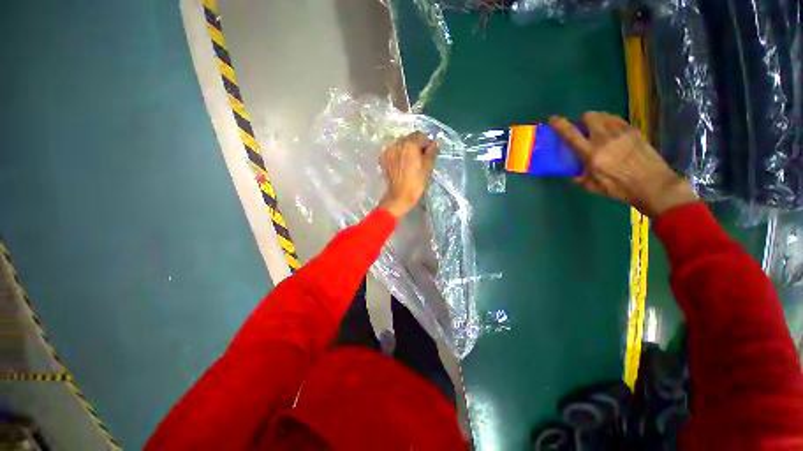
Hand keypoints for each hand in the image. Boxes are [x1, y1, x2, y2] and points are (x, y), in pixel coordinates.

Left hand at [378, 132, 437, 217]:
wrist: (400, 195)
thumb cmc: (416, 182)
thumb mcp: (428, 166)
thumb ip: (431, 152)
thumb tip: (435, 142)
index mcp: (410, 144)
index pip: (420, 136)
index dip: (426, 143)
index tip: (429, 151)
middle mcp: (397, 144)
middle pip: (409, 138)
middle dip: (415, 144)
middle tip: (420, 156)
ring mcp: (388, 151)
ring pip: (400, 144)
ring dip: (405, 149)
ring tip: (409, 160)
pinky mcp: (383, 158)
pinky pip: (392, 151)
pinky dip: (397, 154)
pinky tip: (401, 163)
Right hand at [550, 112, 697, 217]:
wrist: (652, 183)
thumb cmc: (619, 188)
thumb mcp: (592, 187)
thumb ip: (579, 178)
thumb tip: (572, 173)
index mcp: (591, 154)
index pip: (571, 134)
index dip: (560, 124)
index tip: (553, 119)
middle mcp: (604, 138)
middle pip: (589, 116)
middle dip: (582, 119)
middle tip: (582, 128)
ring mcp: (621, 132)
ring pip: (604, 115)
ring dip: (596, 119)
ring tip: (597, 129)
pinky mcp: (634, 131)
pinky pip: (617, 119)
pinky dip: (610, 122)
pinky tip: (611, 131)